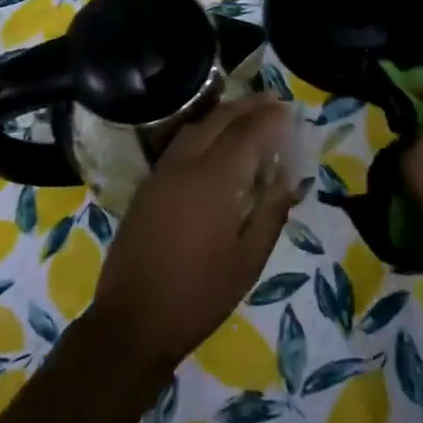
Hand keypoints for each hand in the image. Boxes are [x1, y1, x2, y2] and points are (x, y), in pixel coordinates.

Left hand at [89, 96, 300, 372]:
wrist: (133, 321)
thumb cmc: (199, 295)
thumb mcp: (248, 260)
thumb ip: (271, 211)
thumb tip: (290, 177)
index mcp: (213, 181)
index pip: (247, 133)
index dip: (270, 119)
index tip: (289, 110)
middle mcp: (184, 166)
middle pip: (218, 120)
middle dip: (247, 107)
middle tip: (272, 101)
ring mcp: (160, 174)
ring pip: (194, 128)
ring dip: (222, 116)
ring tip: (247, 117)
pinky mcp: (147, 187)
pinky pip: (179, 146)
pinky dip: (202, 133)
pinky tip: (215, 147)